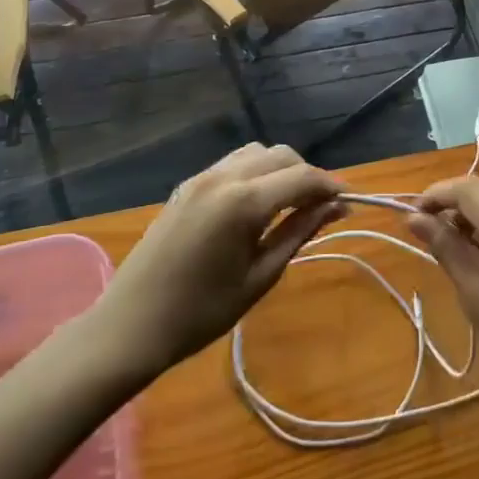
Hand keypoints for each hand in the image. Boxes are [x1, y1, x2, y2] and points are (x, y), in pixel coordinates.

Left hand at [93, 143, 346, 381]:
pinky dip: (255, 172)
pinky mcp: (187, 185)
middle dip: (307, 175)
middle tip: (320, 208)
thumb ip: (299, 232)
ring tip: (290, 204)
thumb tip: (337, 207)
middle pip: (281, 155)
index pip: (302, 176)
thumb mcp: (261, 275)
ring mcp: (201, 177)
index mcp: (243, 201)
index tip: (348, 203)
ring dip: (280, 169)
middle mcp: (223, 177)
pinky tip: (258, 204)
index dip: (330, 186)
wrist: (130, 325)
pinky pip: (232, 164)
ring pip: (256, 152)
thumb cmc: (202, 312)